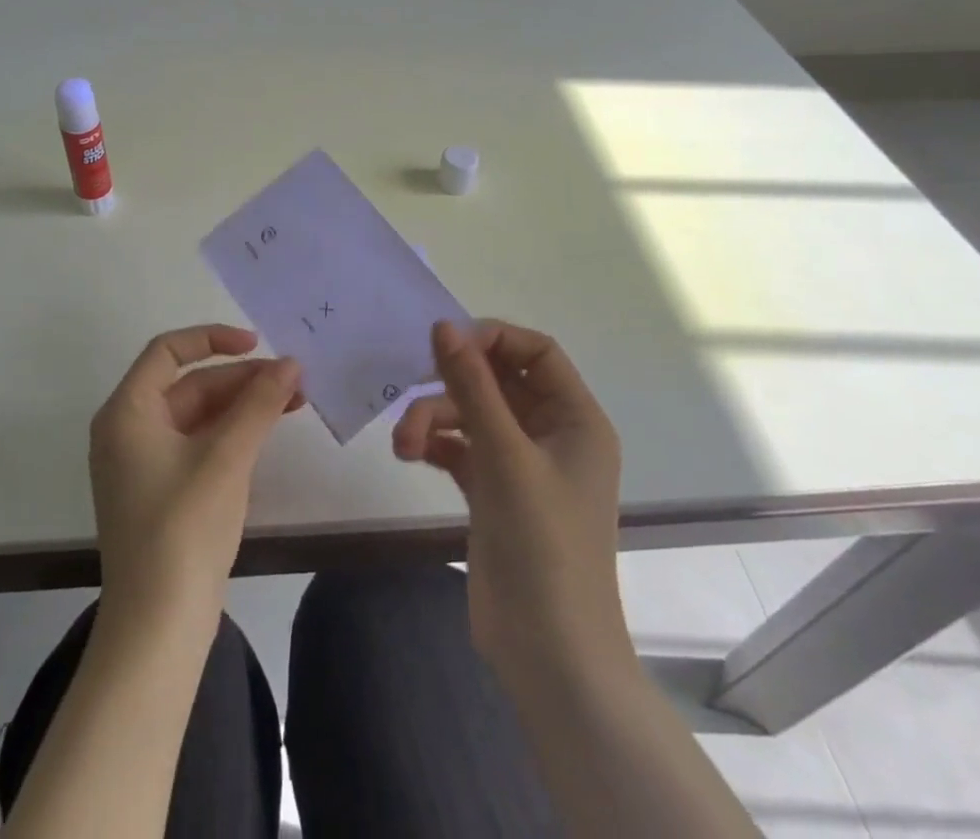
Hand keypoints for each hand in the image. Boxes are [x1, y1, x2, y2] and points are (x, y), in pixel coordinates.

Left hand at [90, 325, 301, 623]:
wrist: (158, 628)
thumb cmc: (184, 528)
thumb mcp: (226, 457)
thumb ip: (259, 403)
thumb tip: (291, 363)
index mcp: (127, 412)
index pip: (167, 351)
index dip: (213, 338)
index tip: (258, 344)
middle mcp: (127, 430)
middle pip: (188, 384)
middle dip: (241, 379)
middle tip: (293, 381)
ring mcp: (141, 463)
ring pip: (196, 415)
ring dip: (242, 405)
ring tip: (293, 403)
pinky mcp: (159, 491)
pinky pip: (196, 443)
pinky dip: (230, 433)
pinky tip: (266, 433)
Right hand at [393, 319, 628, 689]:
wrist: (548, 653)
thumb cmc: (543, 543)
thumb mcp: (505, 455)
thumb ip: (472, 386)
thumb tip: (443, 325)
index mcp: (575, 418)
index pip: (536, 351)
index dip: (493, 338)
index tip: (447, 343)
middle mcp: (552, 433)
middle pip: (497, 381)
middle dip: (452, 385)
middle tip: (412, 388)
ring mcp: (521, 464)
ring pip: (472, 415)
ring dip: (434, 419)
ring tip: (403, 444)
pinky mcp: (493, 492)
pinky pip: (461, 447)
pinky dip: (436, 443)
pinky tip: (411, 452)